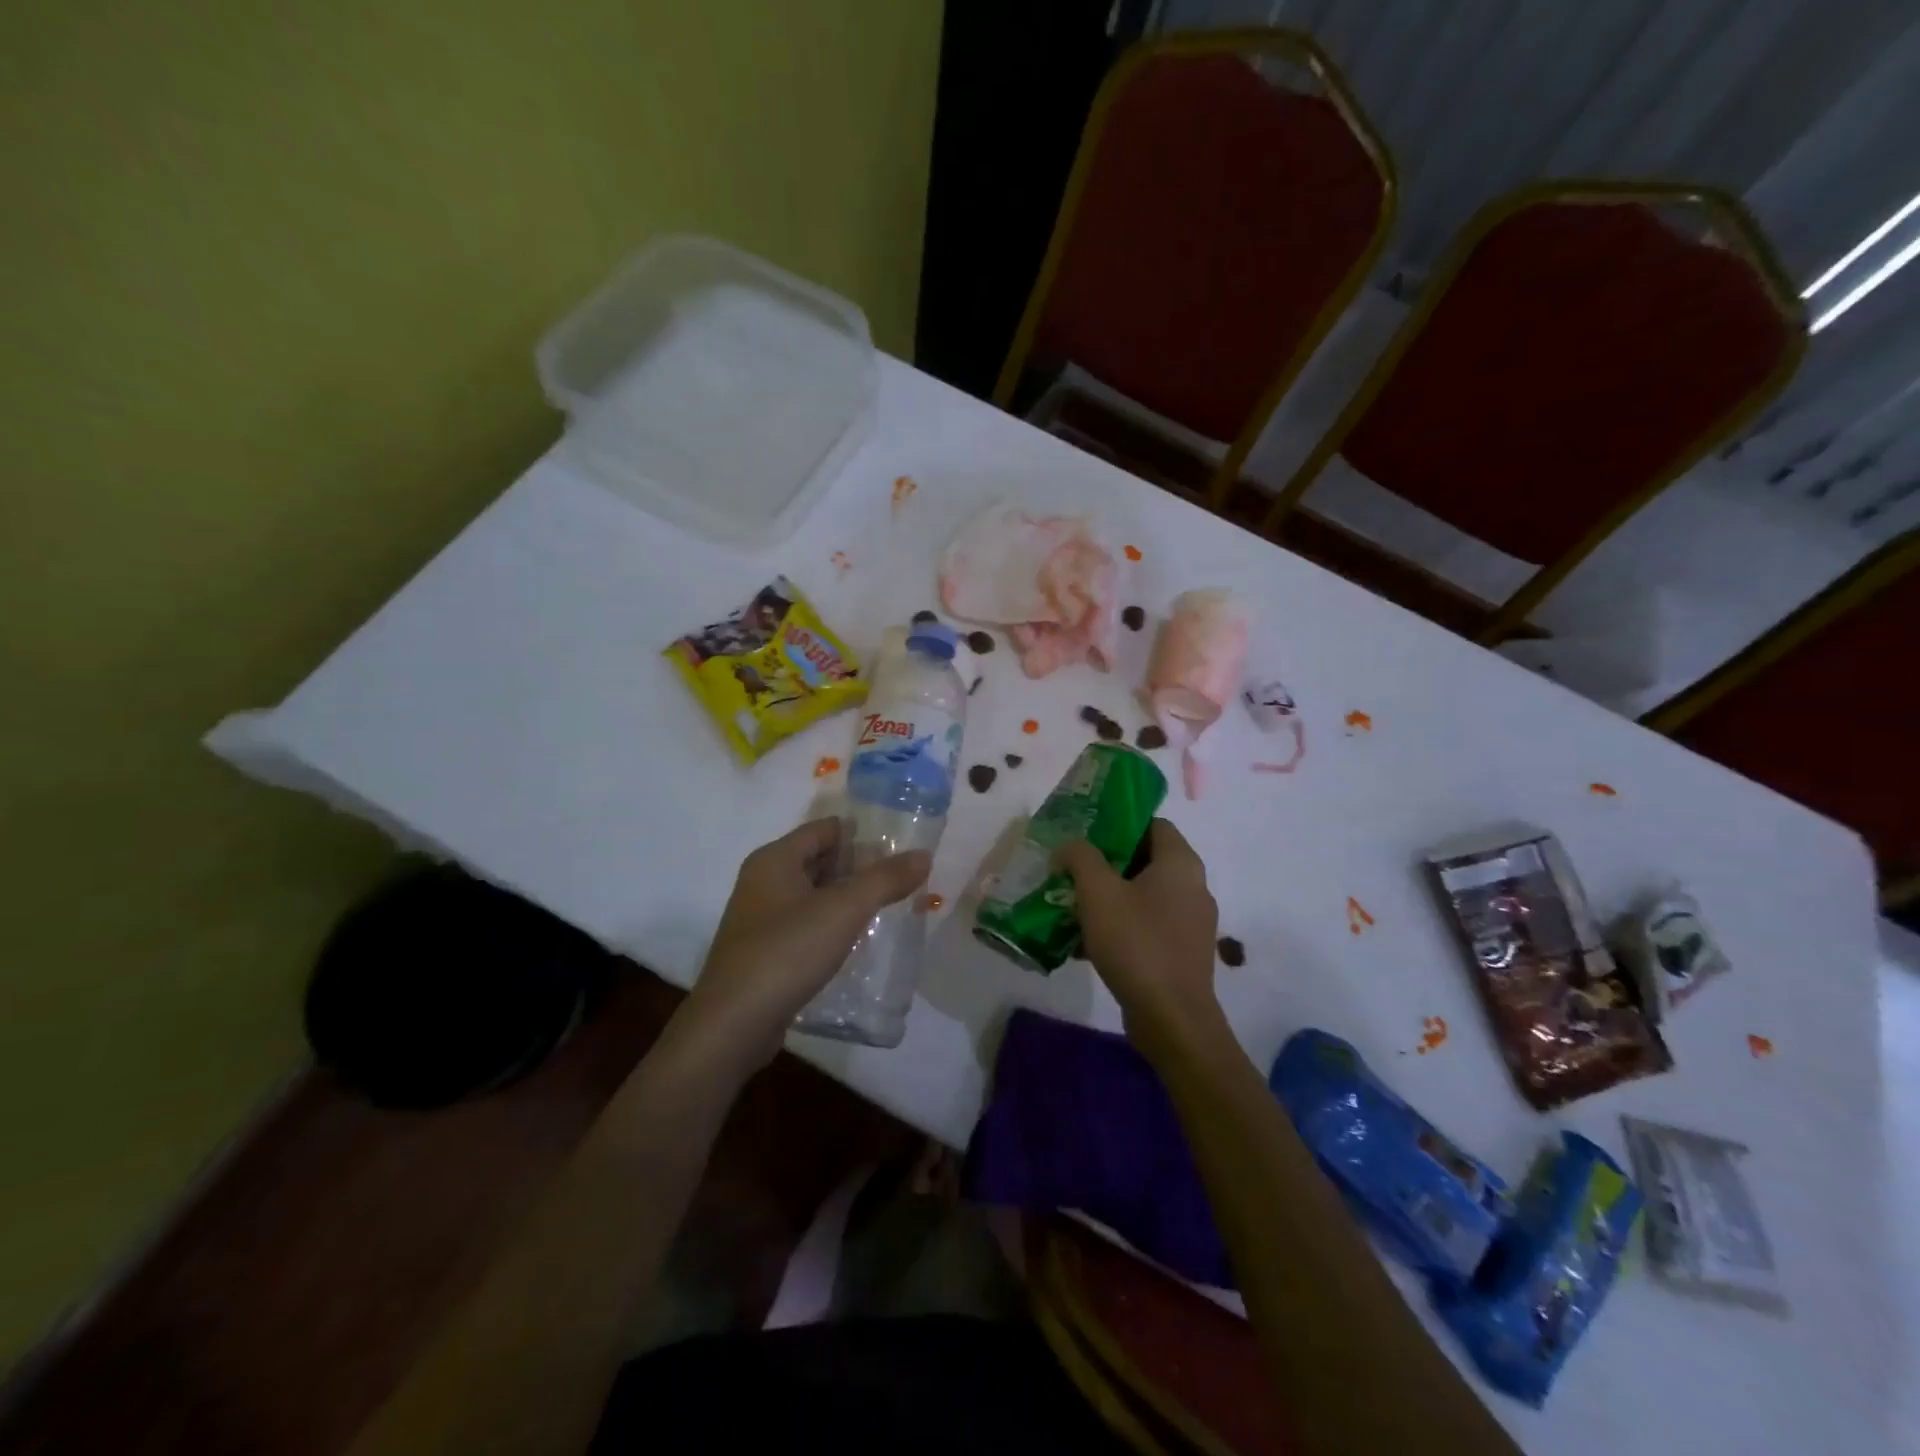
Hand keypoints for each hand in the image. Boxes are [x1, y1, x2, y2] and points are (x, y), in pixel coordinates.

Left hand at [677, 818, 930, 1074]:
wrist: (733, 1025)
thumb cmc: (786, 952)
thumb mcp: (844, 910)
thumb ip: (885, 879)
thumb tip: (923, 855)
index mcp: (774, 859)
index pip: (825, 829)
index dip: (862, 834)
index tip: (900, 849)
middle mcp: (763, 881)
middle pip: (820, 860)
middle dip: (860, 868)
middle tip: (902, 881)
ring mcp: (761, 919)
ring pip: (814, 895)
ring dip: (848, 899)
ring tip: (889, 909)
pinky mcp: (764, 953)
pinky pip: (806, 926)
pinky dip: (832, 926)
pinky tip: (858, 942)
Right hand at [1056, 819, 1224, 1064]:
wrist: (1172, 1019)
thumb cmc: (1137, 944)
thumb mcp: (1098, 892)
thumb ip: (1080, 857)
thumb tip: (1069, 846)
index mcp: (1181, 863)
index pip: (1152, 823)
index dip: (1118, 823)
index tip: (1085, 834)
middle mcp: (1193, 886)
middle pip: (1145, 859)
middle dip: (1105, 863)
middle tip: (1071, 870)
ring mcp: (1191, 922)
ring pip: (1143, 895)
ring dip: (1109, 897)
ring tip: (1073, 905)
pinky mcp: (1182, 952)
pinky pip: (1147, 925)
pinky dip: (1120, 925)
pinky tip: (1087, 941)